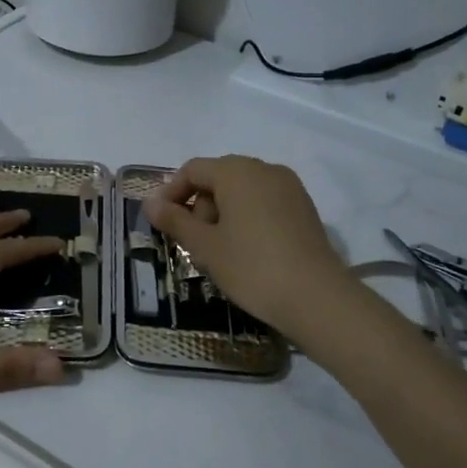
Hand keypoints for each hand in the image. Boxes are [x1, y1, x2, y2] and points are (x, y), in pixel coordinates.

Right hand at [145, 156, 348, 331]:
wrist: (316, 297)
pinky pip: (265, 203)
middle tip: (192, 242)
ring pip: (243, 191)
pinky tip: (247, 251)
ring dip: (223, 214)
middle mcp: (265, 169)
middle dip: (199, 205)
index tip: (161, 222)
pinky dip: (247, 219)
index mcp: (237, 171)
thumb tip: (150, 203)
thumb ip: (174, 220)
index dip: (171, 192)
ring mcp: (290, 188)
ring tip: (218, 251)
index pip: (193, 170)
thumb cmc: (251, 266)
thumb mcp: (204, 246)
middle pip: (219, 177)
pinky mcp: (305, 208)